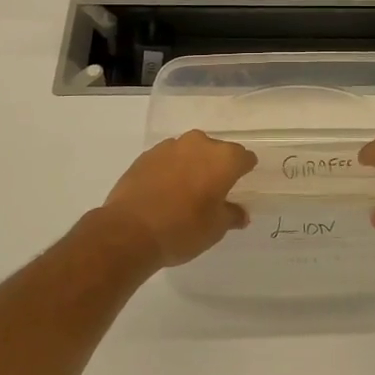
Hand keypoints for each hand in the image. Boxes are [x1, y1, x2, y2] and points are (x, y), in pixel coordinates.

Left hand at [103, 130, 257, 266]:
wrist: (129, 230)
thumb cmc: (183, 229)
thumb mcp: (215, 229)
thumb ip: (232, 215)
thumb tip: (240, 213)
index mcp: (223, 159)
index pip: (244, 158)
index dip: (245, 170)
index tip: (240, 183)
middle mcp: (199, 144)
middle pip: (216, 151)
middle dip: (217, 166)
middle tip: (212, 190)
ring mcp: (170, 147)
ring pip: (190, 152)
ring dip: (192, 165)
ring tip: (186, 191)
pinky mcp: (146, 155)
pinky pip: (168, 159)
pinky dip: (170, 169)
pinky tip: (164, 191)